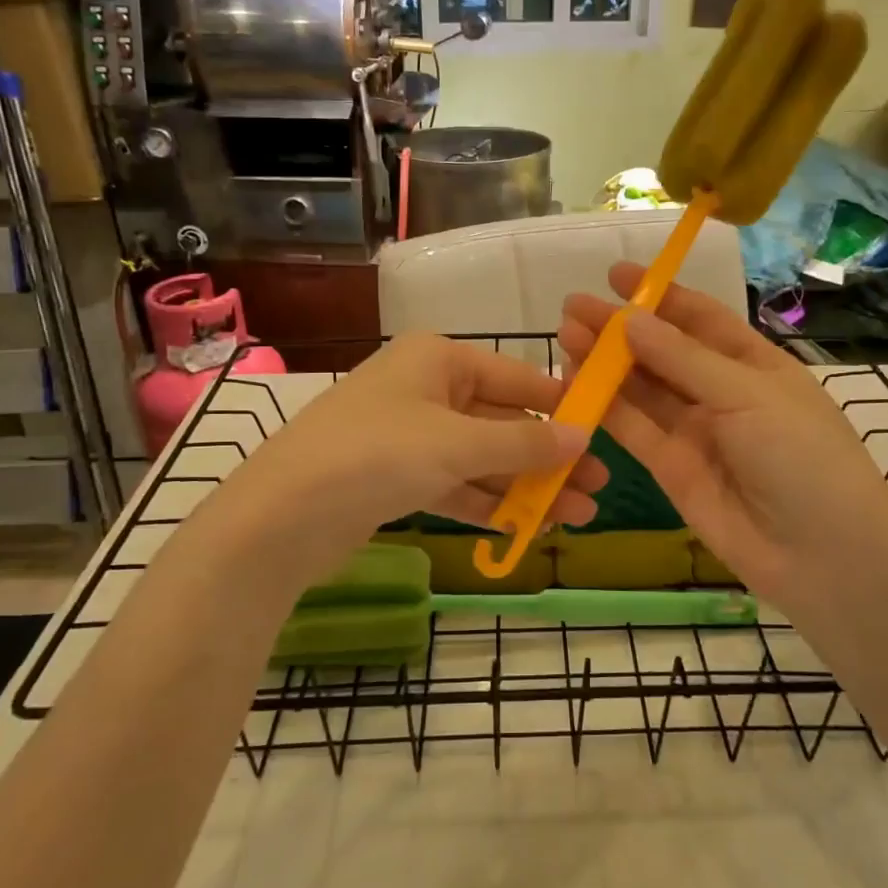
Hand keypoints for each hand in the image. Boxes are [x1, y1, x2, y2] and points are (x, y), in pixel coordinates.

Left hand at [204, 334, 606, 582]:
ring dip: (525, 487)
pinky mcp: (396, 478)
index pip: (517, 378)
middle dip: (548, 457)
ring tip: (577, 516)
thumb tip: (584, 438)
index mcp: (438, 359)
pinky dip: (488, 504)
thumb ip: (524, 443)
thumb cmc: (378, 454)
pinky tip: (527, 528)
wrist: (281, 516)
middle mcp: (425, 389)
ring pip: (481, 459)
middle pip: (501, 422)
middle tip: (599, 487)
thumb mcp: (458, 444)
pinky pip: (455, 485)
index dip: (562, 406)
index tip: (605, 430)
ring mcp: (409, 436)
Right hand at [560, 263, 887, 618]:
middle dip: (620, 328)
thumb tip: (631, 319)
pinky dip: (605, 406)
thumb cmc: (801, 456)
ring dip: (605, 362)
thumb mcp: (748, 395)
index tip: (617, 275)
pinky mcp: (670, 467)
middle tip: (572, 307)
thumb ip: (684, 359)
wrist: (821, 555)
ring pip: (642, 388)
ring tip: (565, 335)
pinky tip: (576, 382)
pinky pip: (634, 429)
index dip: (660, 295)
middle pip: (662, 351)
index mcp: (753, 364)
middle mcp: (720, 392)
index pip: (701, 319)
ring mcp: (694, 431)